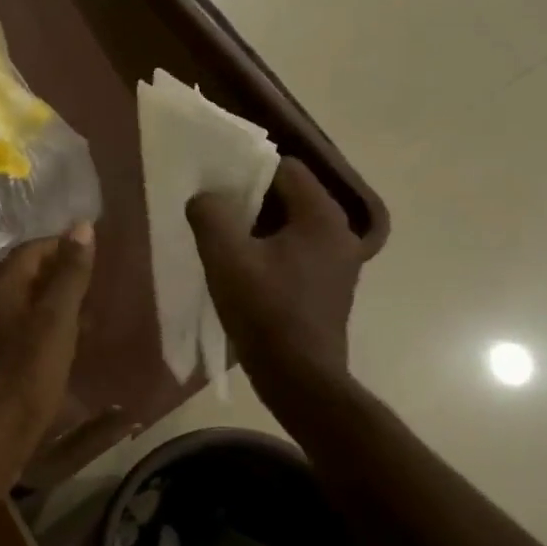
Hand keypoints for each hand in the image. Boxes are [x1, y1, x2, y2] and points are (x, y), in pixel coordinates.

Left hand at [0, 224, 95, 502]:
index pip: (29, 250)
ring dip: (49, 308)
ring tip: (86, 318)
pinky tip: (60, 353)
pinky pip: (15, 338)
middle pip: (22, 279)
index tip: (93, 250)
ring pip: (19, 310)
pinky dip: (40, 335)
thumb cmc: (23, 377)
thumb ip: (69, 275)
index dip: (60, 245)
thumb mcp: (55, 322)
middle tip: (95, 283)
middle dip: (57, 277)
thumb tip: (81, 225)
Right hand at [186, 157, 363, 389]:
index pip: (285, 168)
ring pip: (294, 224)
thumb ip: (210, 215)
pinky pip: (299, 250)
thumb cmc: (264, 312)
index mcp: (322, 216)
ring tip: (227, 241)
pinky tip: (247, 270)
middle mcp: (341, 232)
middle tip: (217, 213)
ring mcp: (340, 261)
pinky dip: (274, 249)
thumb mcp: (225, 258)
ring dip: (261, 226)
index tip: (218, 186)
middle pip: (291, 195)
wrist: (300, 377)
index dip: (248, 170)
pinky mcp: (331, 285)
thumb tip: (205, 197)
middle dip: (252, 199)